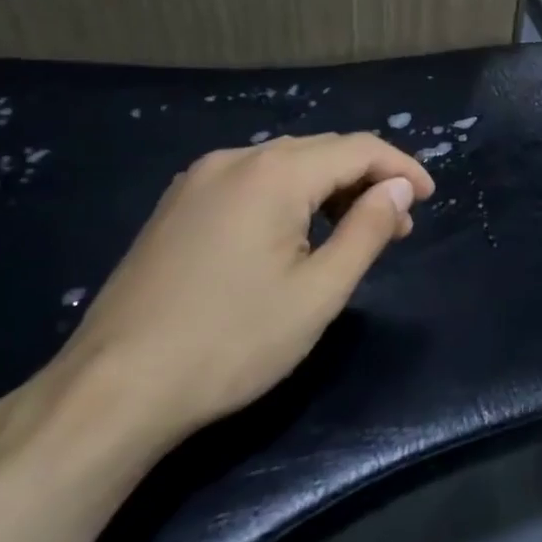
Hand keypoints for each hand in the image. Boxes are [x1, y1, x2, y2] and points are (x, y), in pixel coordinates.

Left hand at [45, 132, 434, 449]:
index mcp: (273, 173)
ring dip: (330, 189)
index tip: (429, 199)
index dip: (401, 168)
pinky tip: (297, 235)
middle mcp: (234, 160)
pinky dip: (290, 197)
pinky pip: (252, 182)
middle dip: (368, 180)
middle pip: (322, 151)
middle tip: (398, 225)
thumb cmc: (231, 342)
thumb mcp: (319, 292)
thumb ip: (368, 230)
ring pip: (286, 165)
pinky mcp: (177, 207)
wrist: (112, 392)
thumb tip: (399, 188)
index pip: (358, 149)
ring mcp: (198, 181)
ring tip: (354, 233)